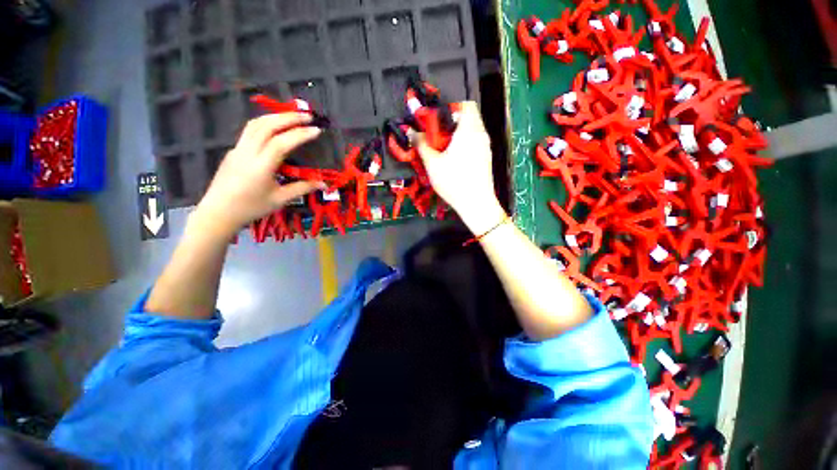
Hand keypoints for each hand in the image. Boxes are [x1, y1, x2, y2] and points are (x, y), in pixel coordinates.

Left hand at [195, 113, 323, 235]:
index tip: (317, 130)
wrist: (218, 212)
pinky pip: (250, 131)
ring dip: (276, 116)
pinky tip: (276, 127)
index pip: (282, 142)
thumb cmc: (251, 207)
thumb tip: (323, 184)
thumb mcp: (280, 199)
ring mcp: (238, 149)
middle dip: (289, 117)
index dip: (300, 134)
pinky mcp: (234, 150)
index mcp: (260, 166)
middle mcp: (247, 152)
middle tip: (308, 116)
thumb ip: (302, 188)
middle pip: (267, 126)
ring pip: (255, 124)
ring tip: (293, 116)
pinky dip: (266, 123)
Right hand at [415, 101, 505, 233]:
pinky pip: (475, 143)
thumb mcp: (432, 163)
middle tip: (438, 138)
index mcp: (469, 130)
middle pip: (468, 118)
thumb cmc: (453, 181)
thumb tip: (412, 133)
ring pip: (472, 132)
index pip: (466, 105)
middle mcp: (481, 134)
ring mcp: (486, 147)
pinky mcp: (486, 159)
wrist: (476, 203)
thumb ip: (422, 145)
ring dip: (457, 136)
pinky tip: (455, 161)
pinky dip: (465, 145)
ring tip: (444, 151)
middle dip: (451, 124)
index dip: (451, 108)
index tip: (438, 122)